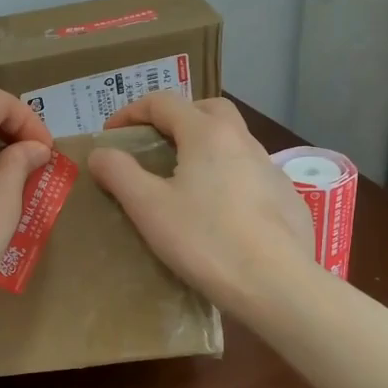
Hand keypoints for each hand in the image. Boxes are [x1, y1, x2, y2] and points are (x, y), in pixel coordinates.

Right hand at [89, 94, 311, 311]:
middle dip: (177, 117)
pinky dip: (229, 177)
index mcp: (207, 134)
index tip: (111, 134)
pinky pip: (251, 173)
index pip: (164, 102)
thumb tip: (100, 152)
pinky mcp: (287, 198)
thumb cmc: (205, 240)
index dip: (131, 112)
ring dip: (205, 147)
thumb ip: (119, 173)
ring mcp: (270, 169)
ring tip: (185, 180)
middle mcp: (243, 140)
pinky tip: (220, 211)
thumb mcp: (148, 207)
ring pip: (234, 141)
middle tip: (155, 145)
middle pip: (208, 109)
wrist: (276, 284)